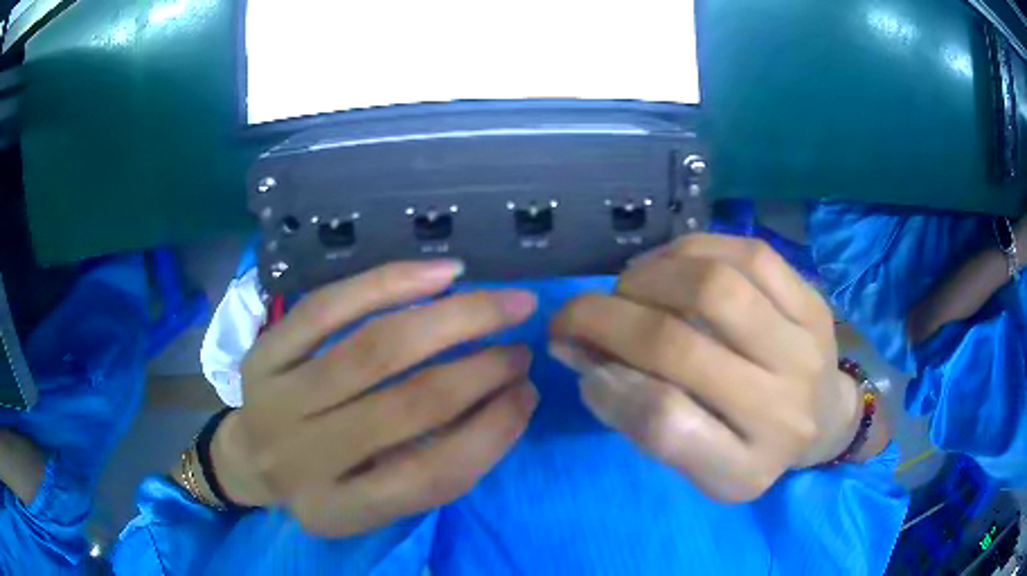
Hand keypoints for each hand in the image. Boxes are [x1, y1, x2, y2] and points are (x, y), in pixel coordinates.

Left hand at [211, 260, 538, 535]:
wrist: (248, 459)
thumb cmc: (321, 485)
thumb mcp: (373, 501)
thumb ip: (433, 465)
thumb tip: (506, 399)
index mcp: (339, 510)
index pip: (431, 476)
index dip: (492, 432)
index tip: (529, 394)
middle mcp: (305, 457)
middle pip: (408, 404)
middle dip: (482, 368)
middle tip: (523, 344)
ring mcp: (278, 398)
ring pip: (375, 347)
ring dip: (453, 319)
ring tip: (503, 302)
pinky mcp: (265, 351)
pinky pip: (329, 307)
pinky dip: (390, 283)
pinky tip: (441, 273)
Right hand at [551, 234, 861, 501]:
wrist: (825, 417)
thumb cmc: (752, 445)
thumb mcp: (698, 461)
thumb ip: (641, 418)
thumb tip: (584, 353)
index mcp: (743, 470)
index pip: (663, 426)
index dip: (605, 386)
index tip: (579, 363)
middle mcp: (780, 412)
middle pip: (680, 348)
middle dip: (606, 319)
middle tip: (577, 314)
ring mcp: (804, 349)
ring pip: (714, 288)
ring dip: (648, 277)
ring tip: (626, 286)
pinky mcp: (814, 303)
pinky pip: (749, 254)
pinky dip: (693, 249)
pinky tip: (670, 262)